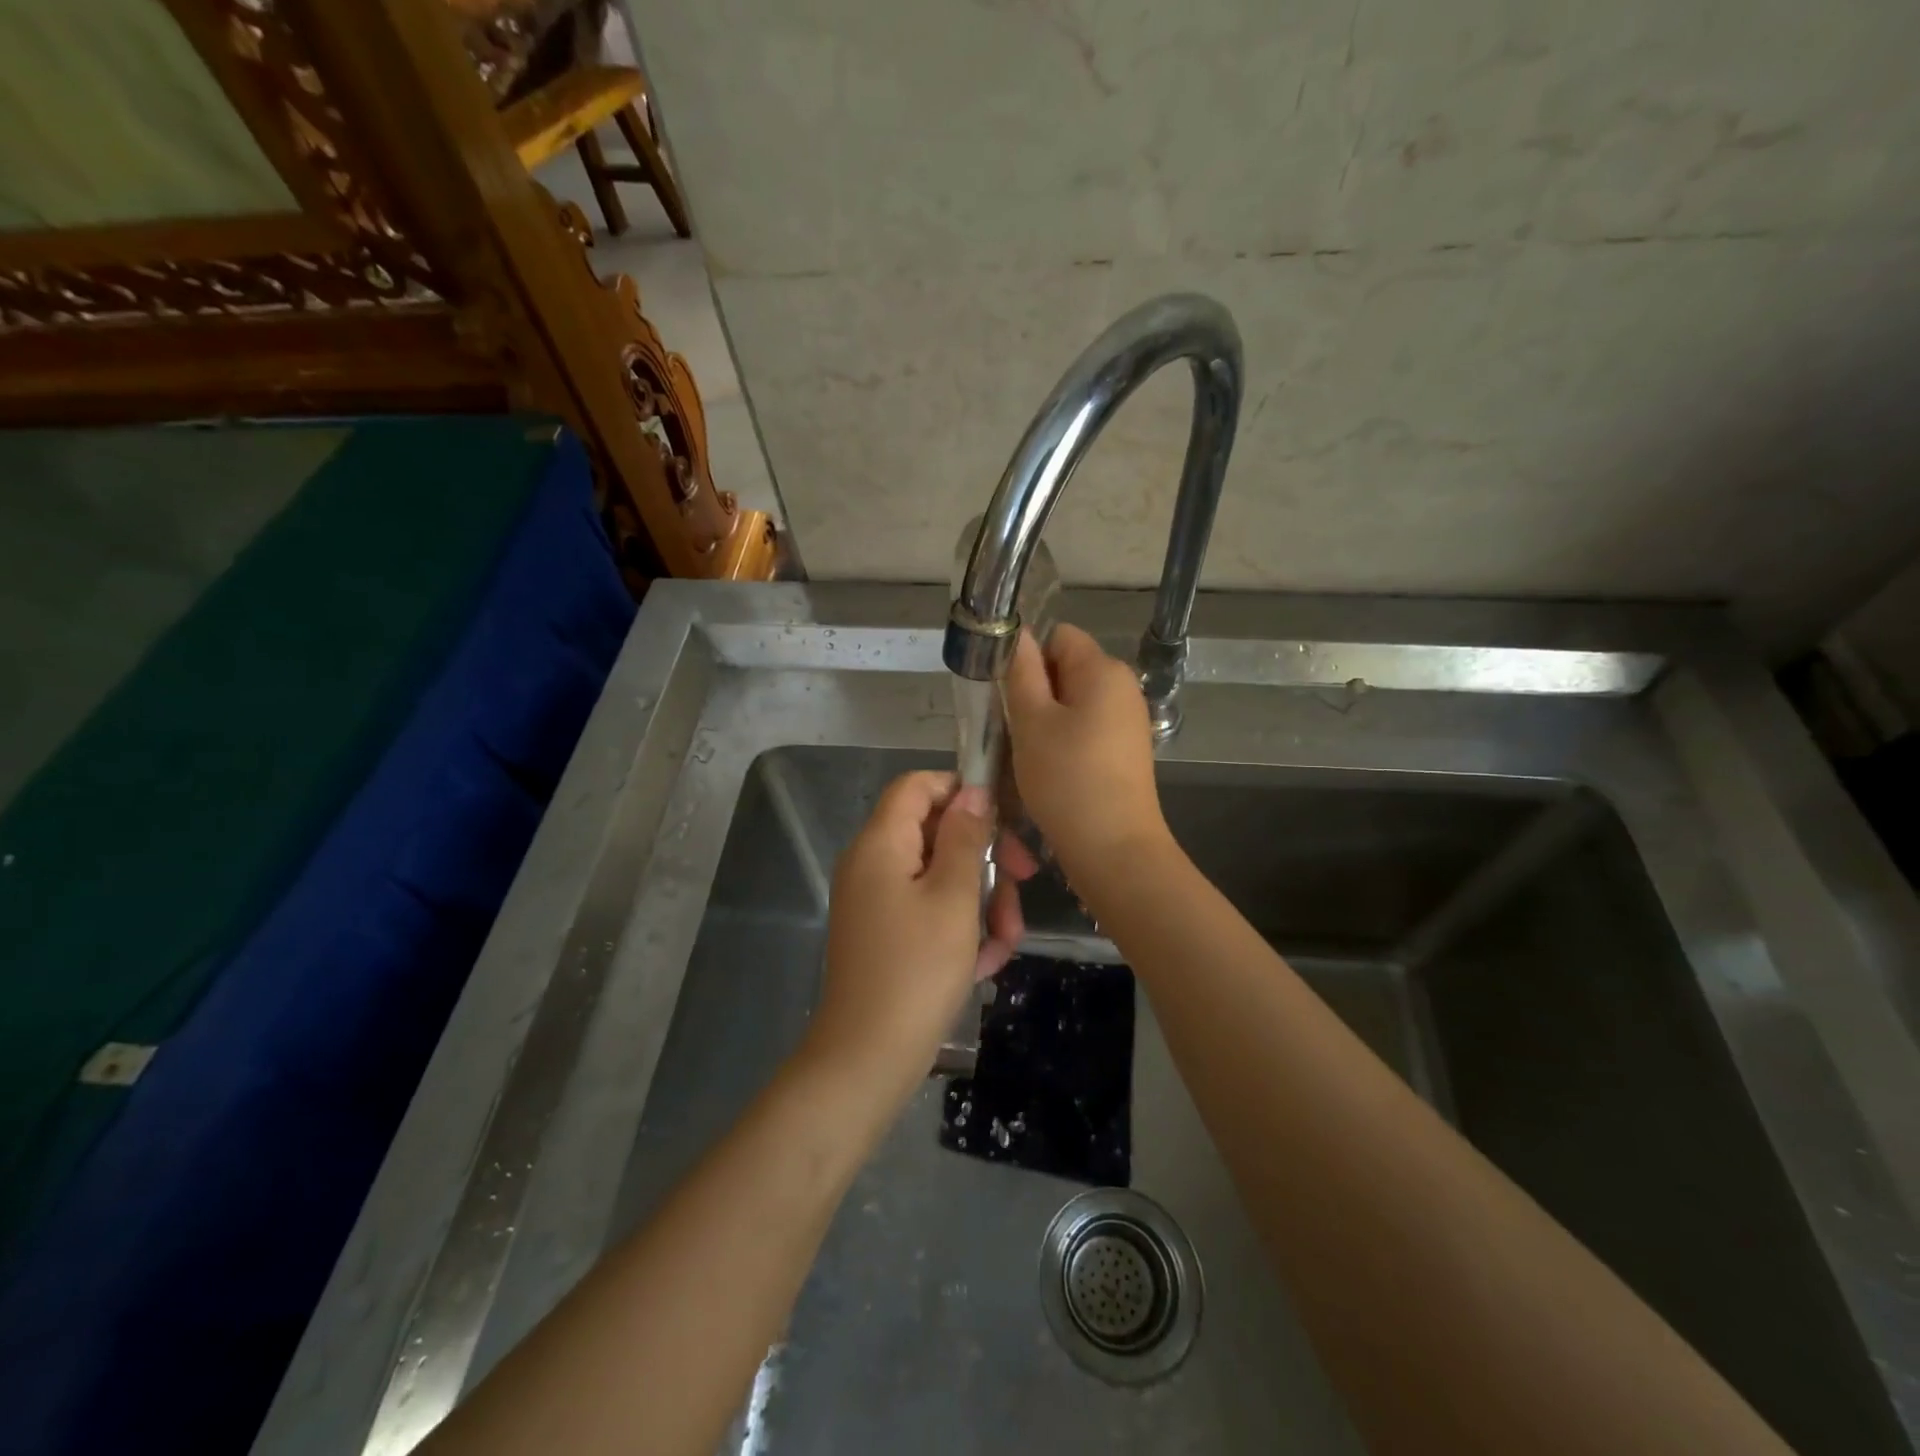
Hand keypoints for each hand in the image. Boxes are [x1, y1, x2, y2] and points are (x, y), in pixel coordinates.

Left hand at [804, 772, 1028, 1106]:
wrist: (867, 1058)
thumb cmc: (916, 970)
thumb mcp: (953, 898)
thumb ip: (964, 838)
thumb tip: (971, 793)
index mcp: (880, 843)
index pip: (917, 785)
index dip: (960, 791)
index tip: (1003, 817)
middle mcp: (872, 863)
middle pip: (935, 833)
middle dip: (984, 857)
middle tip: (1024, 882)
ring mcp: (877, 900)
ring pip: (940, 876)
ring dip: (981, 900)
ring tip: (1006, 941)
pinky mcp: (886, 933)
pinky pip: (929, 910)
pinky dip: (960, 928)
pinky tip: (985, 962)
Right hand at [1003, 624, 1169, 883]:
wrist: (1113, 848)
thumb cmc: (1067, 779)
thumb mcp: (1032, 721)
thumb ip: (1022, 672)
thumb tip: (1018, 635)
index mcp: (1103, 670)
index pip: (1058, 636)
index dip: (1028, 657)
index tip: (1007, 695)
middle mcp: (1123, 687)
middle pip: (1067, 669)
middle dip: (1035, 691)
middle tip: (1012, 728)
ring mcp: (1128, 721)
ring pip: (1073, 703)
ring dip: (1045, 721)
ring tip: (1028, 753)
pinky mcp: (1126, 750)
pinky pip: (1086, 729)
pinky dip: (1064, 741)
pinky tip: (1050, 770)